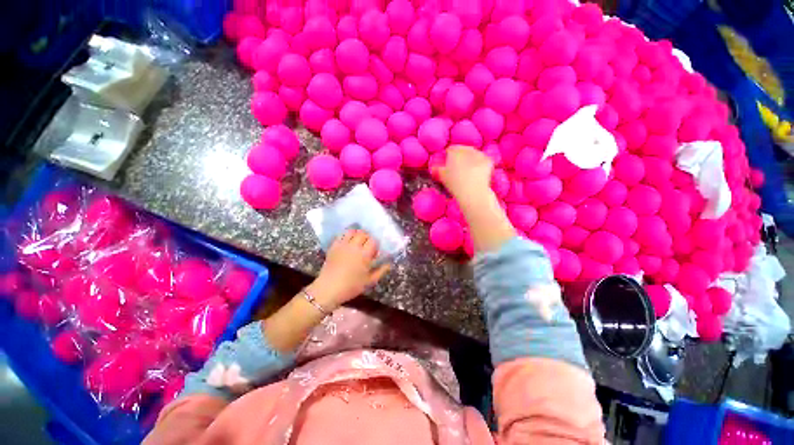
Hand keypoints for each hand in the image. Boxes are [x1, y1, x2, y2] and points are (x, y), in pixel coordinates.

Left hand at [308, 229, 389, 309]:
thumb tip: (389, 263)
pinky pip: (341, 235)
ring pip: (352, 231)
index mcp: (364, 255)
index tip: (374, 251)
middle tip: (366, 245)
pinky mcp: (333, 246)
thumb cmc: (351, 286)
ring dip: (357, 234)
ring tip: (357, 241)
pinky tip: (347, 241)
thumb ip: (381, 271)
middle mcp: (354, 246)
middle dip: (367, 237)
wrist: (329, 289)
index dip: (375, 244)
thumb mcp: (369, 281)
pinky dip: (346, 235)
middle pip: (363, 233)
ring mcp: (342, 245)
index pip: (373, 240)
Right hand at [438, 145, 493, 202]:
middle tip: (458, 168)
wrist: (472, 191)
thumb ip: (437, 170)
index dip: (448, 156)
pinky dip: (481, 165)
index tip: (447, 164)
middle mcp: (467, 149)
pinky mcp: (488, 160)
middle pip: (463, 150)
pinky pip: (483, 160)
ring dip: (471, 160)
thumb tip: (433, 168)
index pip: (450, 149)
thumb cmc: (454, 183)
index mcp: (454, 151)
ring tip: (468, 171)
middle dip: (461, 157)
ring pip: (474, 154)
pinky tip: (478, 173)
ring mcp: (479, 154)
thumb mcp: (442, 177)